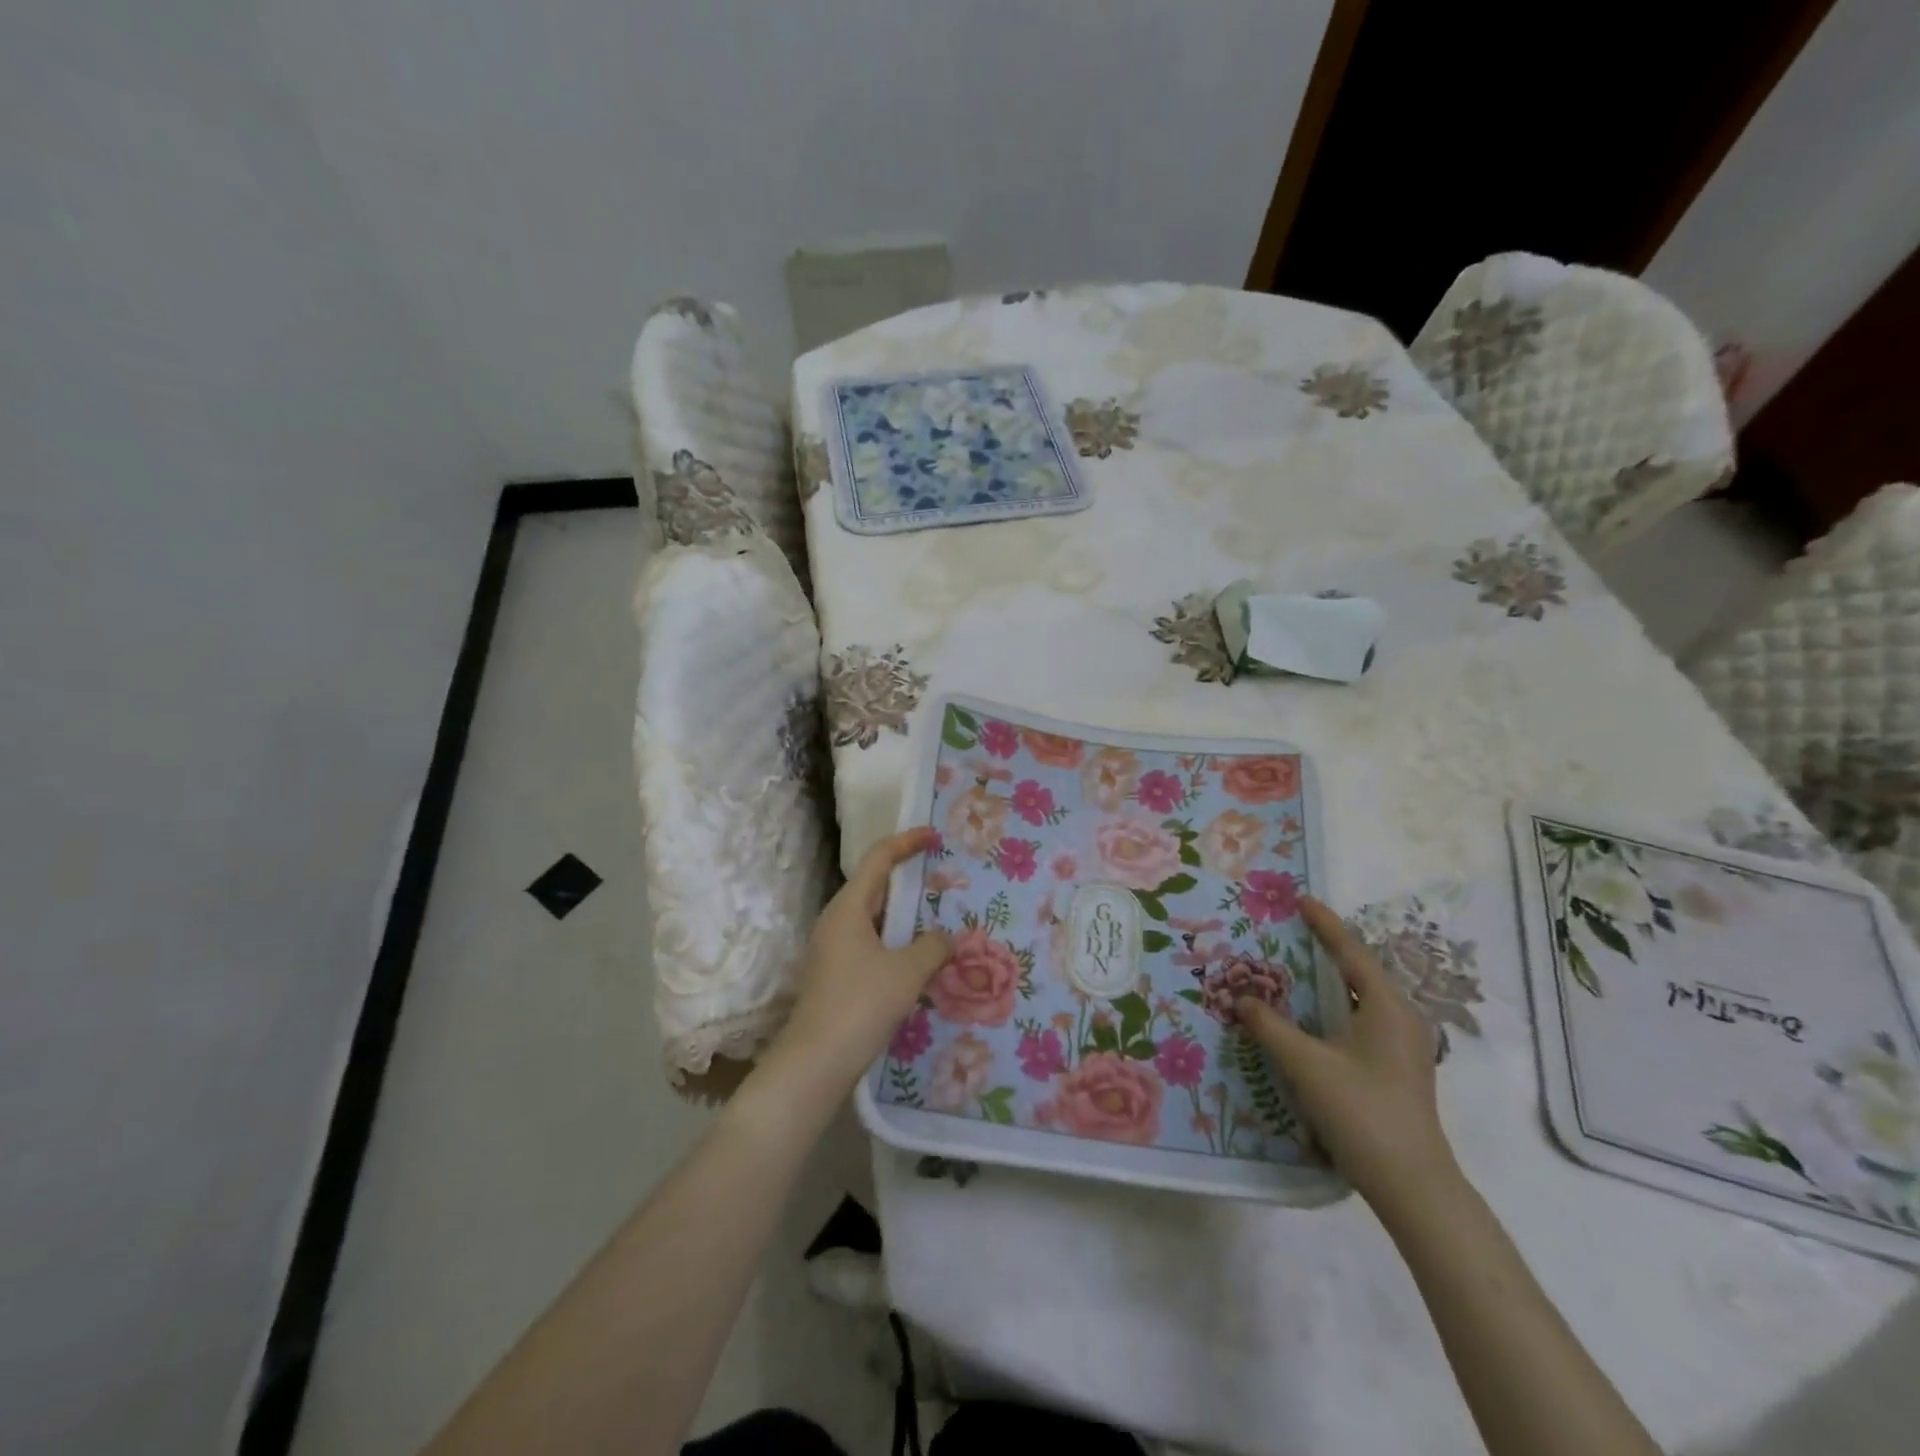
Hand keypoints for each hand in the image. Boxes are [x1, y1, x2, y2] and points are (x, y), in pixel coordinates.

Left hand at [773, 828, 953, 1092]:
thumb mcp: (907, 972)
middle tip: (942, 877)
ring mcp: (832, 948)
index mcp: (848, 907)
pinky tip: (917, 957)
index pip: (878, 859)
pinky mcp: (835, 974)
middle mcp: (836, 920)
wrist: (815, 1063)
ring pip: (873, 917)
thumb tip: (945, 937)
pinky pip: (870, 942)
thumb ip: (933, 946)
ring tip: (937, 916)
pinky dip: (895, 940)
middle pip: (874, 886)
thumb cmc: (860, 1005)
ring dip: (903, 914)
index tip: (933, 836)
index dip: (906, 842)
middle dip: (907, 878)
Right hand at [1238, 897, 1458, 1214]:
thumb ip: (1271, 1026)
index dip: (1324, 924)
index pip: (1351, 952)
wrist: (1413, 1185)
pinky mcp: (1398, 1067)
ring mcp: (1404, 1045)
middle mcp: (1402, 1017)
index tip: (1301, 899)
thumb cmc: (1362, 1112)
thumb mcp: (1306, 1064)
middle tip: (1291, 929)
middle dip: (1326, 948)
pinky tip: (1312, 1014)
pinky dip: (1336, 1005)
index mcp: (1387, 1006)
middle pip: (1359, 970)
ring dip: (1329, 980)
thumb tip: (1241, 998)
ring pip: (1361, 997)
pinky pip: (1363, 1018)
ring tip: (1296, 964)